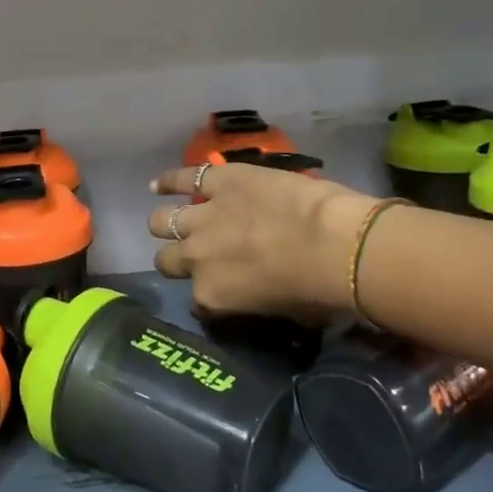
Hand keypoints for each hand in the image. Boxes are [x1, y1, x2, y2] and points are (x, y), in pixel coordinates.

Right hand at [148, 162, 380, 321]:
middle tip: (194, 255)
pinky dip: (169, 180)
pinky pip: (183, 178)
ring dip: (166, 224)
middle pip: (167, 260)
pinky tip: (158, 184)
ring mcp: (203, 217)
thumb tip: (261, 296)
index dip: (207, 295)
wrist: (334, 245)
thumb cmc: (318, 291)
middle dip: (176, 260)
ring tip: (170, 221)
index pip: (197, 301)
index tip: (219, 291)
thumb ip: (256, 303)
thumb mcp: (284, 314)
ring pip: (162, 221)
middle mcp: (196, 258)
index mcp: (212, 296)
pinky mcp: (220, 182)